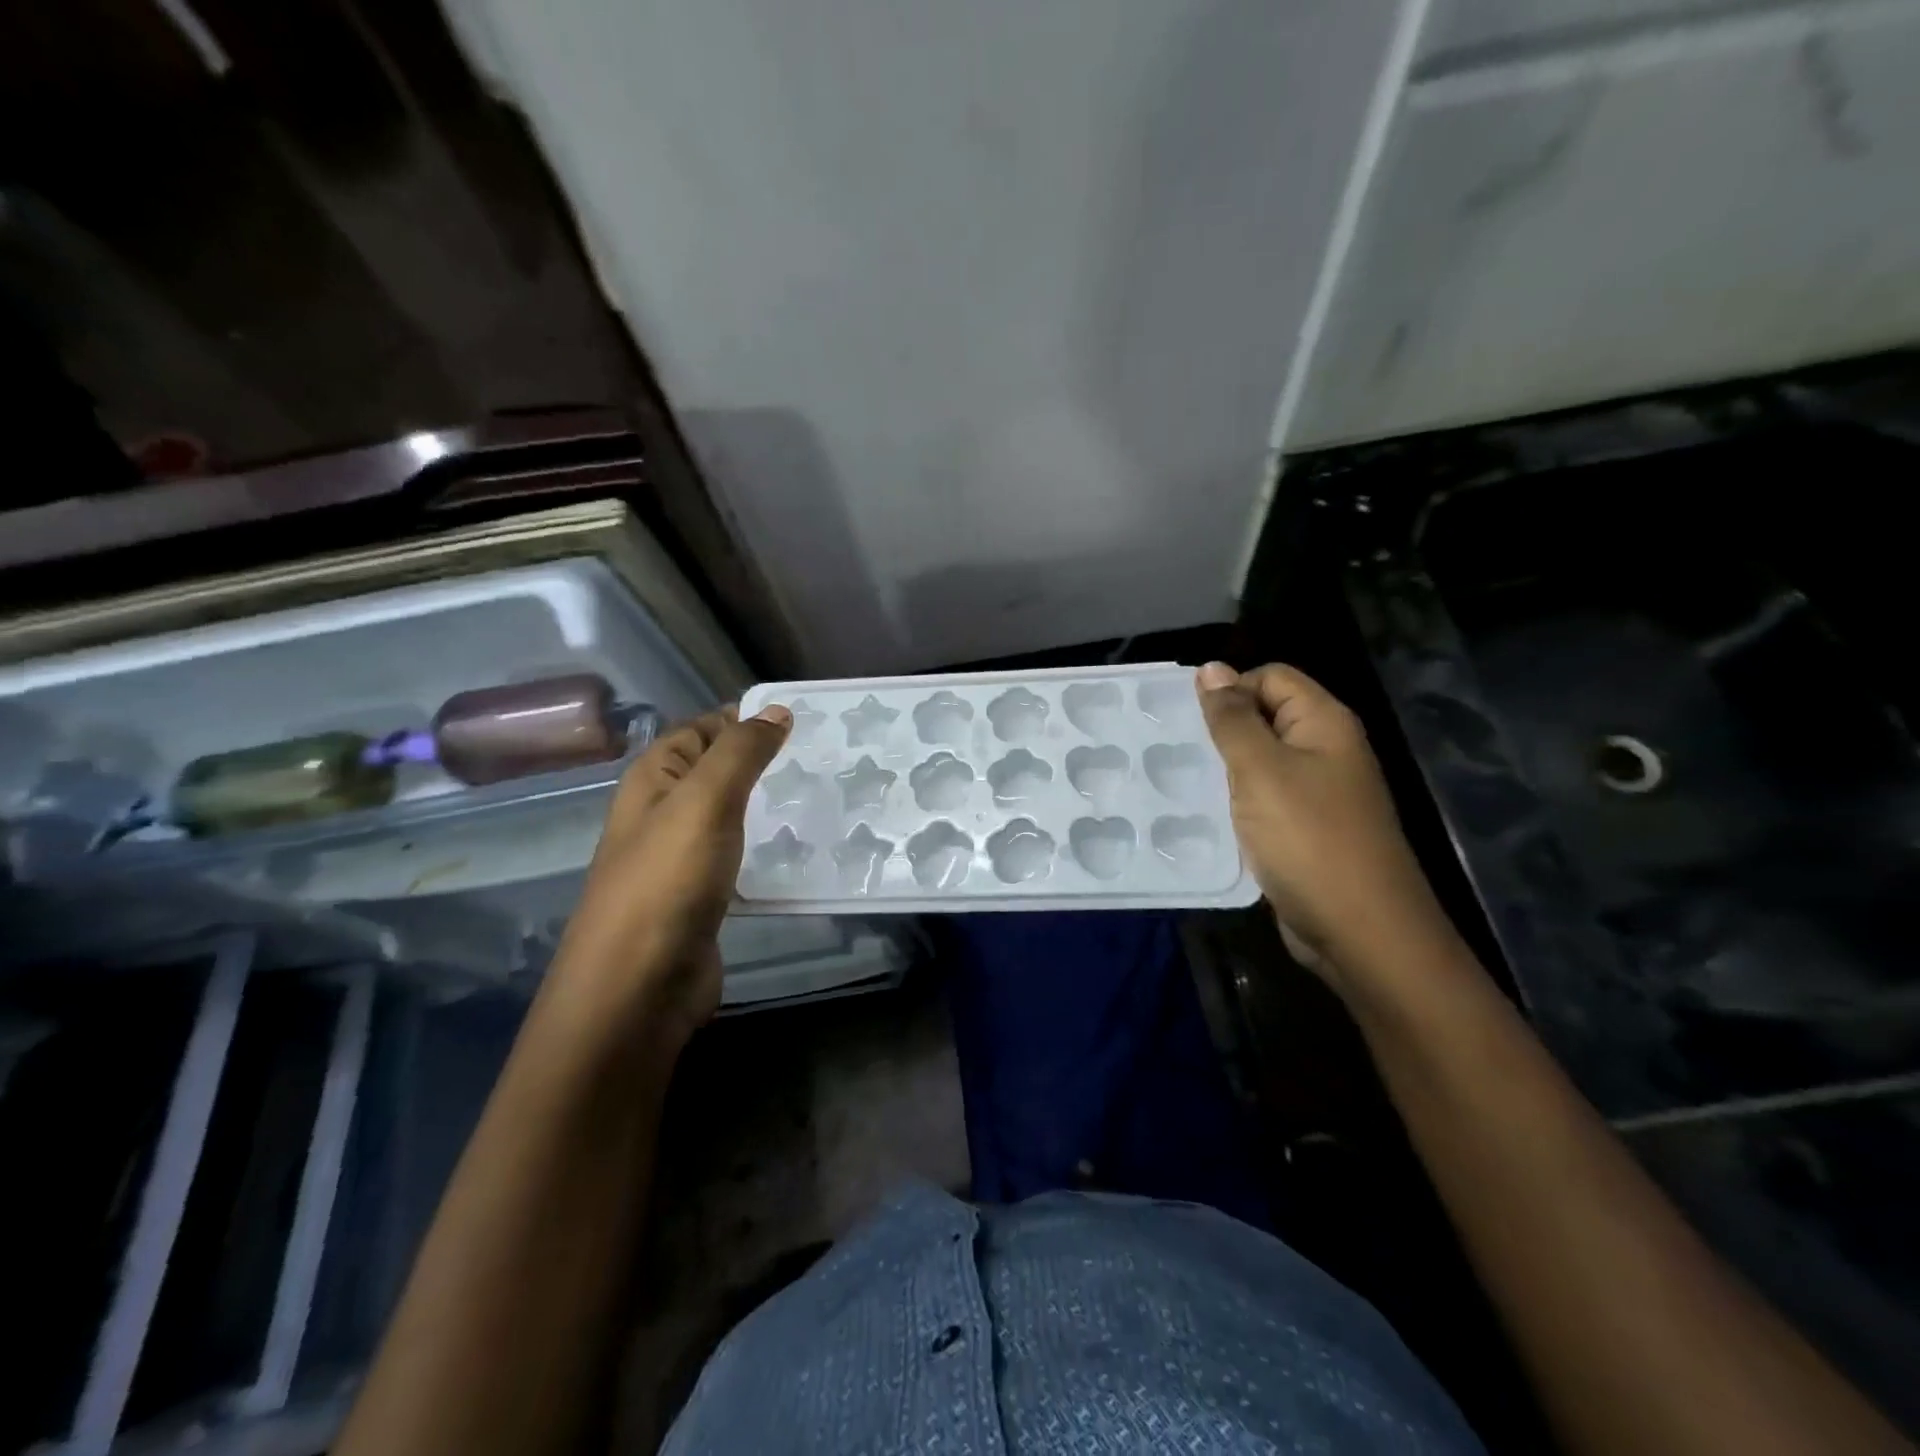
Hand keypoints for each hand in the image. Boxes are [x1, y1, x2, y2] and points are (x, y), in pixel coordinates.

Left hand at [548, 704, 790, 1051]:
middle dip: (763, 762)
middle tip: (823, 758)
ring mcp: (681, 859)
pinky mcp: (701, 898)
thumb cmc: (667, 881)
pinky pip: (739, 858)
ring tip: (822, 798)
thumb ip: (740, 752)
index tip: (803, 719)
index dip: (744, 719)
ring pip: (731, 816)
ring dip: (769, 807)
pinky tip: (801, 850)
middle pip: (717, 772)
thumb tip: (776, 711)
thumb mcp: (704, 801)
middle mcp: (662, 813)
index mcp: (652, 780)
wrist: (638, 988)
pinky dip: (766, 848)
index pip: (700, 729)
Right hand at [1196, 662, 1454, 990]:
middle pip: (1265, 718)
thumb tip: (1211, 668)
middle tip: (1172, 750)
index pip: (1271, 677)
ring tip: (1177, 781)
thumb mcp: (1261, 770)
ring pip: (1260, 764)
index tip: (1187, 721)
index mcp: (1324, 723)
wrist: (1361, 932)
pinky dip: (1235, 805)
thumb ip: (1233, 719)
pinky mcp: (1305, 831)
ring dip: (1223, 771)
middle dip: (1221, 732)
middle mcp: (1326, 751)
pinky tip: (1202, 818)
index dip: (1230, 690)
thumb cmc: (1309, 840)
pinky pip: (1263, 802)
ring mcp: (1317, 794)